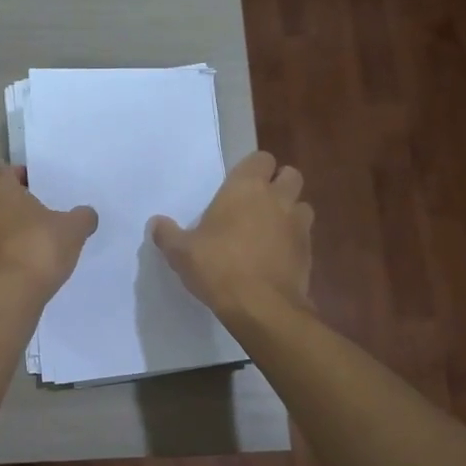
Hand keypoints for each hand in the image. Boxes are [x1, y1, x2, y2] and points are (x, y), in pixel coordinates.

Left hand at [0, 163, 97, 297]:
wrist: (7, 296)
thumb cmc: (38, 249)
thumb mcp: (72, 230)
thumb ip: (81, 217)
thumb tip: (86, 214)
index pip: (0, 170)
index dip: (17, 176)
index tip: (37, 188)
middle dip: (12, 204)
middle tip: (38, 216)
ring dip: (3, 230)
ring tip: (31, 243)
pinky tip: (21, 264)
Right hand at [148, 151, 312, 318]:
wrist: (261, 307)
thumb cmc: (218, 268)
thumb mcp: (181, 253)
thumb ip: (167, 234)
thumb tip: (155, 223)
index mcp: (246, 188)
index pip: (261, 158)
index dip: (253, 168)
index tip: (238, 185)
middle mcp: (277, 198)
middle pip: (290, 175)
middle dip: (278, 184)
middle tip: (256, 204)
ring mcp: (298, 224)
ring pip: (302, 205)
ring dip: (289, 212)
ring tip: (269, 230)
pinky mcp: (309, 251)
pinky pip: (304, 236)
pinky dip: (293, 241)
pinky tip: (276, 258)